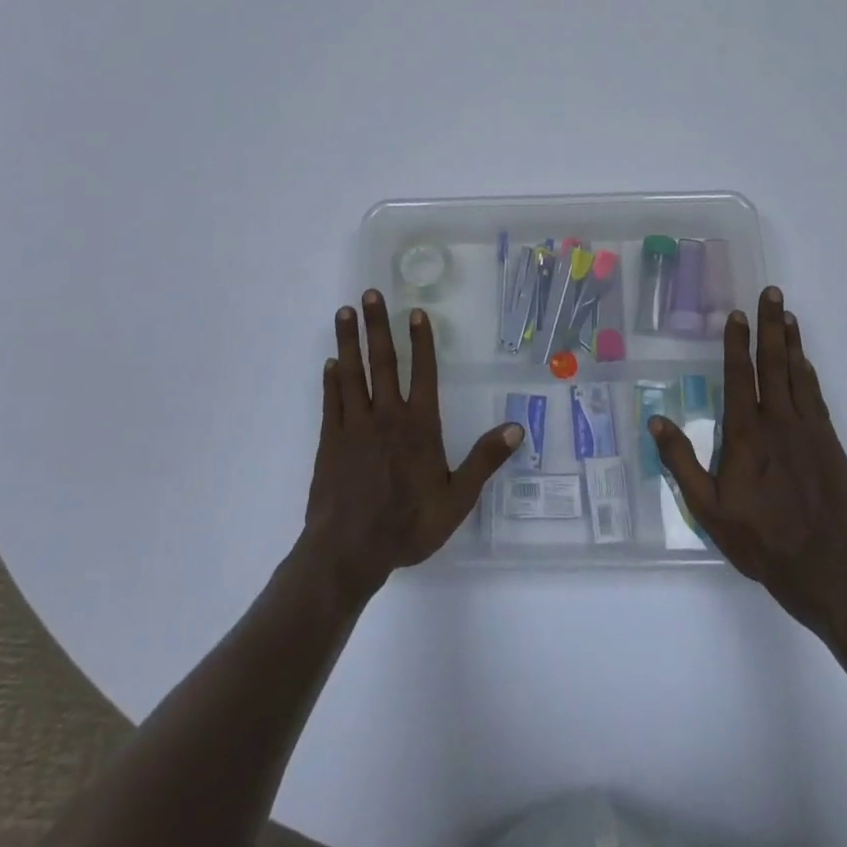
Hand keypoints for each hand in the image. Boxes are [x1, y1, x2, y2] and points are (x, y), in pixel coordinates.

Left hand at [298, 290, 522, 607]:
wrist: (349, 551)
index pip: (423, 373)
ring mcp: (354, 425)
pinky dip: (330, 380)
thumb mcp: (456, 499)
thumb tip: (517, 428)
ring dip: (349, 341)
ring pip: (352, 373)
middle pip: (382, 362)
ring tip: (344, 312)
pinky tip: (330, 362)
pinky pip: (331, 401)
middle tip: (369, 295)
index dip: (421, 341)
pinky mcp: (330, 440)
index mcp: (419, 426)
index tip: (415, 312)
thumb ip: (484, 460)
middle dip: (377, 326)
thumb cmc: (408, 525)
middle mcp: (386, 416)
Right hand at [650, 286, 846, 631]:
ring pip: (799, 376)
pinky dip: (809, 374)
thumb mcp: (706, 508)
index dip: (737, 342)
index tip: (737, 314)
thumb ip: (680, 461)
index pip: (739, 375)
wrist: (823, 571)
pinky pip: (817, 398)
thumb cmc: (757, 539)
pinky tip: (805, 363)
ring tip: (788, 316)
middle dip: (772, 326)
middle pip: (774, 364)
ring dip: (793, 343)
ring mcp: (810, 432)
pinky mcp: (831, 446)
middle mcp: (779, 423)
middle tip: (773, 293)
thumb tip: (655, 419)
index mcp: (746, 434)